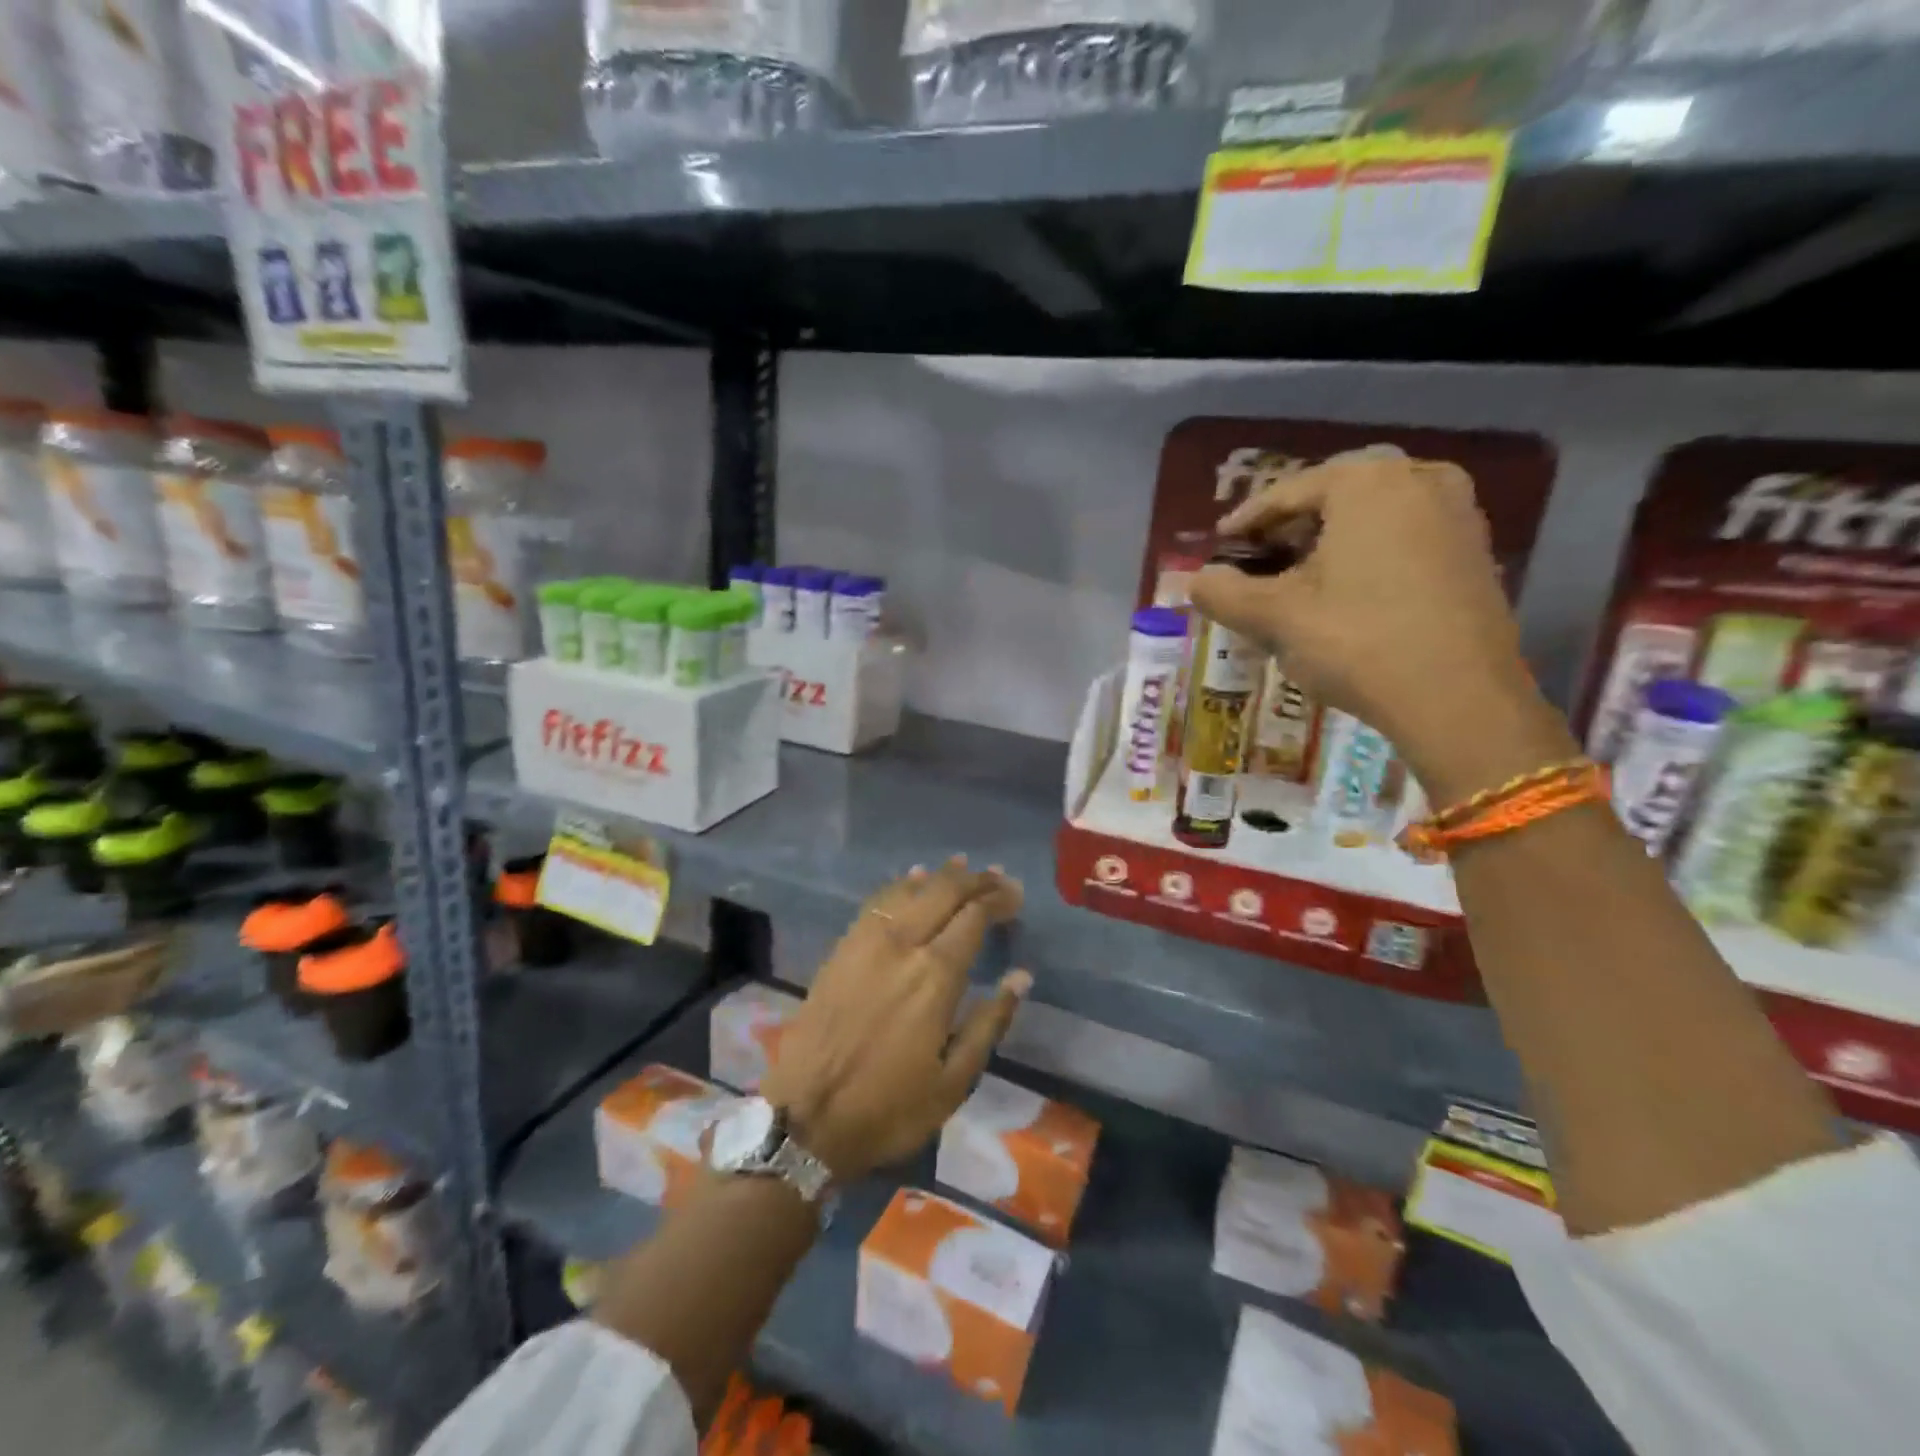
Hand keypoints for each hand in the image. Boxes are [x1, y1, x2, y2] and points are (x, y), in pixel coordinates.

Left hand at [762, 858, 1030, 1182]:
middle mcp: (902, 944)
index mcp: (935, 975)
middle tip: (998, 877)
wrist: (805, 1119)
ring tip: (963, 867)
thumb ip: (990, 1022)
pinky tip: (912, 879)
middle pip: (943, 892)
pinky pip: (877, 901)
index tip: (1016, 896)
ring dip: (940, 876)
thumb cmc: (888, 1108)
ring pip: (909, 889)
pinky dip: (901, 885)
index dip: (998, 899)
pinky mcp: (841, 948)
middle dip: (975, 879)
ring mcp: (866, 942)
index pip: (974, 916)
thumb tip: (1021, 976)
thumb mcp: (954, 1081)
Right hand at [1189, 454, 1549, 789]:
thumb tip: (1196, 581)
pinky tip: (1346, 591)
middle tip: (1257, 561)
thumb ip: (1224, 592)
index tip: (1219, 544)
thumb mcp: (1275, 617)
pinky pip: (1404, 537)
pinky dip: (1367, 554)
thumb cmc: (1356, 642)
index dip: (1246, 521)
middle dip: (1290, 528)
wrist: (1459, 699)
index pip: (1288, 492)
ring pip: (1371, 517)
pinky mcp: (1475, 551)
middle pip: (1333, 498)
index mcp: (1367, 483)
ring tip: (1297, 578)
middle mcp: (1419, 480)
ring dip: (1328, 541)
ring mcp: (1457, 514)